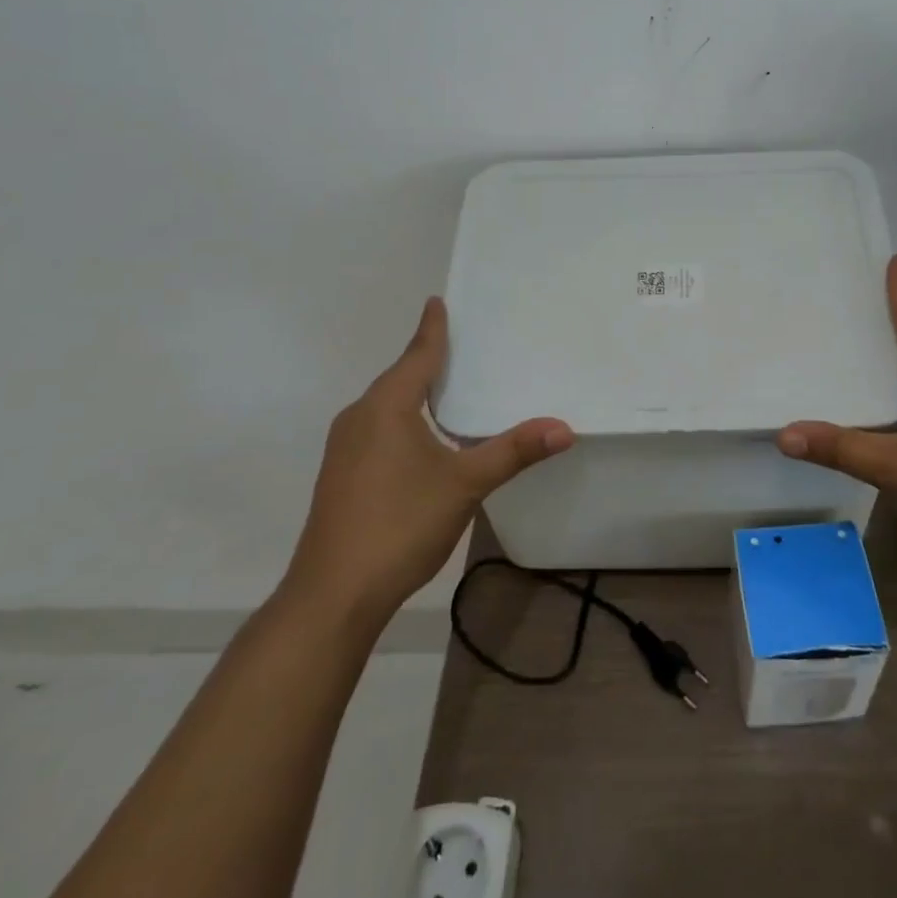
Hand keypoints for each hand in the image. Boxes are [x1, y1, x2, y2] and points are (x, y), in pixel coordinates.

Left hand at [281, 298, 573, 625]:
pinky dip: (404, 419)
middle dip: (428, 358)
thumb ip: (513, 451)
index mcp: (386, 406)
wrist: (332, 597)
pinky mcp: (341, 475)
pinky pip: (378, 428)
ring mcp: (344, 448)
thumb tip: (564, 428)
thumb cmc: (400, 525)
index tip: (437, 301)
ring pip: (387, 405)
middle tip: (462, 343)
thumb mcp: (465, 484)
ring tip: (449, 386)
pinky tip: (423, 438)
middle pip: (400, 376)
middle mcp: (360, 417)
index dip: (432, 328)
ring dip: (415, 391)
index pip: (417, 355)